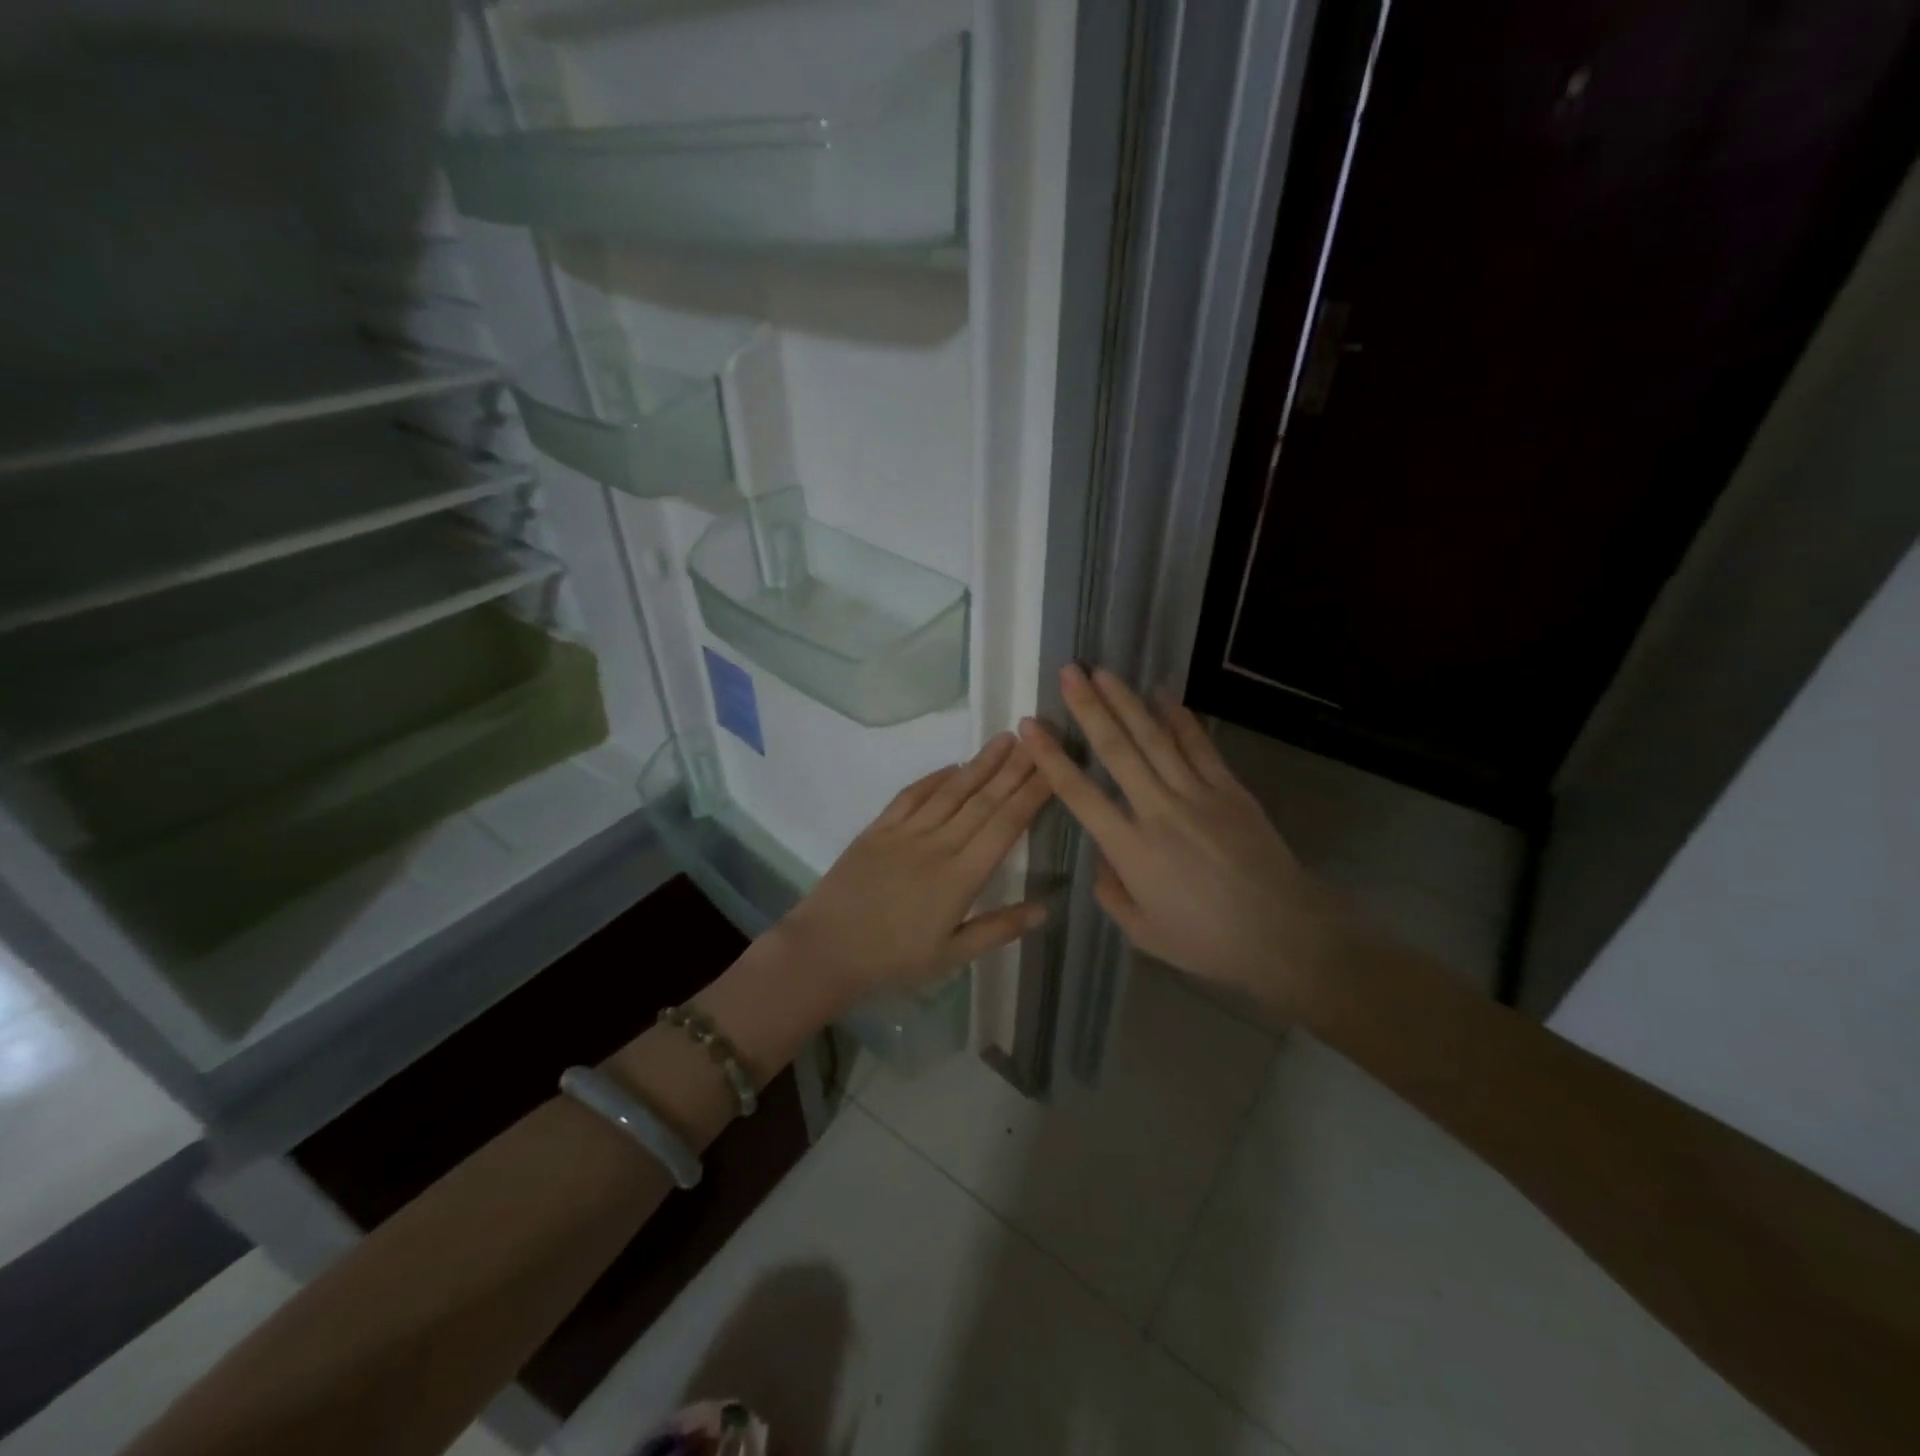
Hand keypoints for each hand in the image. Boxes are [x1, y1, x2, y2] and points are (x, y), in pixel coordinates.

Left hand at [773, 732, 1052, 1005]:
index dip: (1031, 795)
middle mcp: (938, 844)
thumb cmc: (893, 959)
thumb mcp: (952, 955)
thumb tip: (1045, 909)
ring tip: (1004, 739)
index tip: (1051, 769)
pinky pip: (911, 795)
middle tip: (1037, 739)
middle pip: (982, 800)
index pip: (1005, 826)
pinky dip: (934, 778)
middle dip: (1013, 769)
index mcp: (961, 876)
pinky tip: (952, 765)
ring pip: (951, 790)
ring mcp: (905, 832)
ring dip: (980, 763)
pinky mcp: (878, 829)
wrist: (826, 950)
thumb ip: (999, 929)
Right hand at [1019, 665, 1352, 1008]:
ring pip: (1154, 738)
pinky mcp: (1230, 790)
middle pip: (1117, 750)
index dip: (1050, 757)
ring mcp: (1198, 795)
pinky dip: (1180, 718)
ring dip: (1126, 701)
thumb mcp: (1143, 932)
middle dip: (1088, 707)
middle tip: (1069, 672)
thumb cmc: (1207, 942)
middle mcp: (1158, 811)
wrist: (1284, 935)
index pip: (1079, 793)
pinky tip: (1163, 694)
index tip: (1030, 726)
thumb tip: (1101, 859)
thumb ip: (1111, 893)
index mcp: (1131, 849)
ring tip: (1103, 671)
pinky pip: (1200, 746)